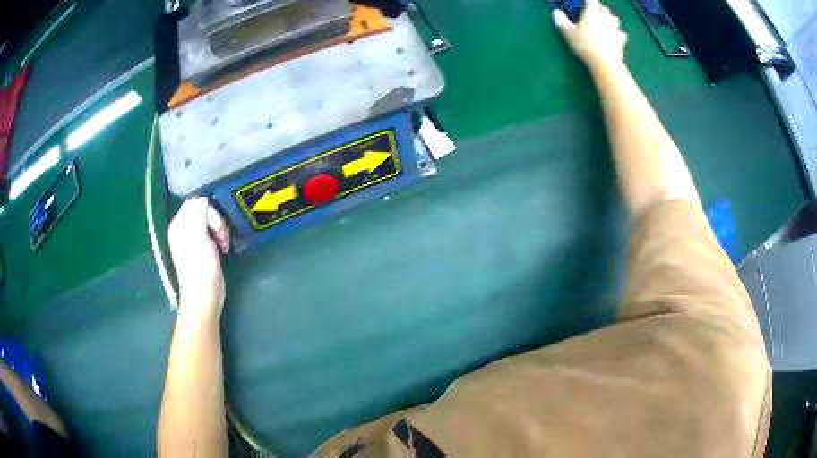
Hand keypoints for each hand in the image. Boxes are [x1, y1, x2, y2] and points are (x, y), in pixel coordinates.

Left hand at [168, 198, 230, 317]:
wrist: (203, 297)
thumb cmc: (200, 268)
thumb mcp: (199, 237)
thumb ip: (200, 214)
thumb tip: (204, 199)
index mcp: (179, 225)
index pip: (196, 202)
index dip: (210, 210)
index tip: (218, 226)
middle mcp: (183, 229)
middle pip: (203, 211)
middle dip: (216, 220)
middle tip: (223, 236)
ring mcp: (192, 240)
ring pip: (209, 222)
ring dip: (220, 230)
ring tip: (224, 244)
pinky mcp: (202, 249)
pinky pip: (212, 233)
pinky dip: (219, 237)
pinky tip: (223, 248)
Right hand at [553, 0, 627, 71]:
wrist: (604, 61)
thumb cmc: (584, 44)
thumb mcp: (568, 33)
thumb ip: (562, 21)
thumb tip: (556, 12)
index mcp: (592, 13)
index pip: (592, 1)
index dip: (589, 2)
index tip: (585, 4)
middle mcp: (605, 18)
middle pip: (605, 9)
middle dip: (600, 10)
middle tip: (595, 14)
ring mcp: (615, 29)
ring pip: (615, 19)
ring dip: (610, 19)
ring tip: (606, 24)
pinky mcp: (621, 41)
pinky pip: (621, 34)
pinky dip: (618, 34)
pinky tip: (615, 37)